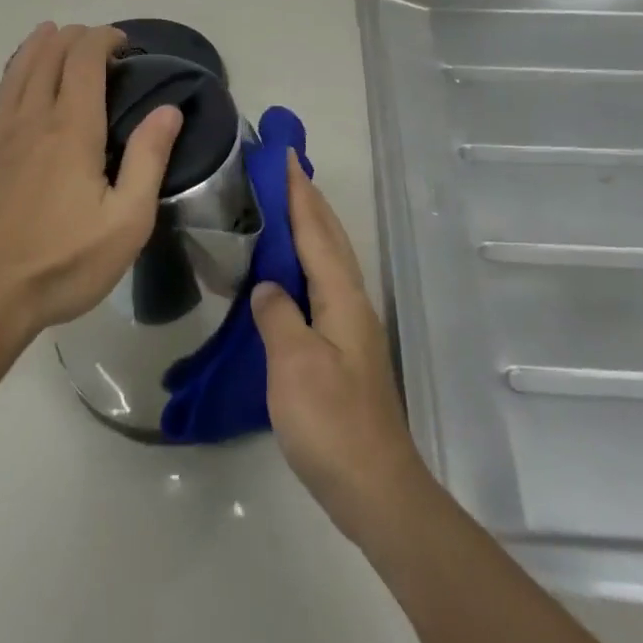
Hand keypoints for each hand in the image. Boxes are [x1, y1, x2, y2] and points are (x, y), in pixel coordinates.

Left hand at [0, 23, 181, 344]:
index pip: (84, 60)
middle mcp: (31, 122)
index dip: (102, 39)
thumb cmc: (64, 263)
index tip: (123, 42)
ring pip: (11, 79)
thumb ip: (149, 158)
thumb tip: (169, 109)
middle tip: (91, 38)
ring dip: (29, 50)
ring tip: (44, 34)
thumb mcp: (127, 219)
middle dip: (70, 37)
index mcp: (72, 129)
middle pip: (46, 59)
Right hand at [251, 155, 432, 544]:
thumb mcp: (294, 366)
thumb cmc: (331, 423)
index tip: (285, 154)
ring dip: (309, 225)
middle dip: (307, 198)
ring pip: (329, 258)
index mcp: (340, 296)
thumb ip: (278, 315)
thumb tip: (267, 286)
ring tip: (284, 204)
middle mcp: (351, 301)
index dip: (298, 191)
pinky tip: (289, 271)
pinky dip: (306, 260)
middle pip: (329, 236)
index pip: (315, 229)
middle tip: (284, 167)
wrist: (375, 488)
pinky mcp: (343, 348)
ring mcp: (350, 325)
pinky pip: (322, 283)